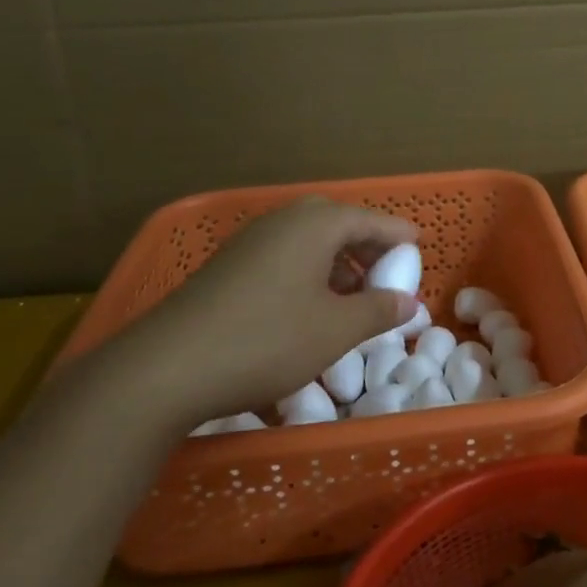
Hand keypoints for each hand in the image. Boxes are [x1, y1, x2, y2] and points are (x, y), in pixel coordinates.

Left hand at [85, 197, 418, 431]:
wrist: (167, 367)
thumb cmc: (267, 340)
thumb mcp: (335, 330)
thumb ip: (379, 310)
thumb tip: (410, 302)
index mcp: (315, 225)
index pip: (370, 219)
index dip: (398, 235)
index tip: (419, 247)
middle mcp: (283, 221)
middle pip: (337, 223)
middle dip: (365, 245)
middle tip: (385, 272)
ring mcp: (250, 242)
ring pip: (307, 240)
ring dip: (336, 261)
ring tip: (352, 295)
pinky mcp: (228, 266)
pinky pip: (283, 256)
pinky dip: (307, 272)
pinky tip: (309, 307)